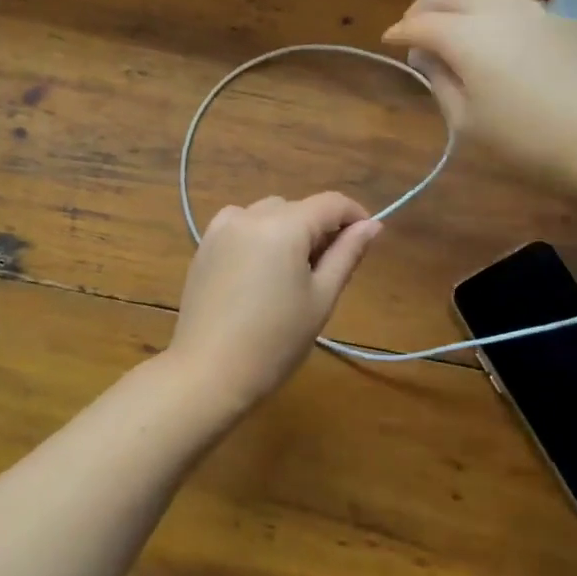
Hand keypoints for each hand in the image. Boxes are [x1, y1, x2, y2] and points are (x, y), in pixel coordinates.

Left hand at [164, 193, 381, 416]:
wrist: (208, 372)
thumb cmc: (275, 341)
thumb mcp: (321, 298)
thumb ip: (347, 254)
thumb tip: (372, 225)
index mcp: (283, 226)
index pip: (330, 203)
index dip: (355, 215)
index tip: (367, 238)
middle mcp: (250, 215)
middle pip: (297, 208)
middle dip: (318, 229)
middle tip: (328, 270)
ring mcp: (221, 228)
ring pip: (268, 214)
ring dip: (288, 230)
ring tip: (292, 274)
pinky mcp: (204, 246)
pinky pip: (242, 226)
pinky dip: (259, 237)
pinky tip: (260, 273)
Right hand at [381, 0, 576, 193]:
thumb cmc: (530, 141)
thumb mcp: (469, 125)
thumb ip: (443, 85)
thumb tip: (429, 59)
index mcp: (468, 37)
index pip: (421, 24)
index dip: (400, 32)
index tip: (388, 41)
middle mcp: (498, 11)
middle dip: (426, 6)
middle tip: (413, 25)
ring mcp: (536, 11)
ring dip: (460, 1)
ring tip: (452, 21)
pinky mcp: (564, 21)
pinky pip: (515, 3)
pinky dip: (491, 8)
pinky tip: (495, 31)